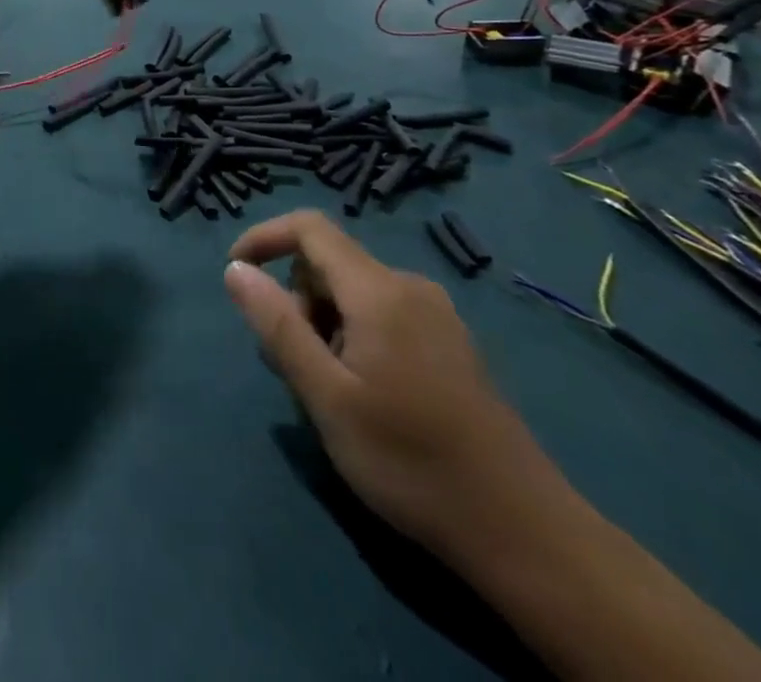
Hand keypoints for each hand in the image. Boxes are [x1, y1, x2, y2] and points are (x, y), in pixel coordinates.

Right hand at [224, 212, 568, 559]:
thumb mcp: (327, 396)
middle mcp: (409, 287)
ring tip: (328, 390)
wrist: (525, 533)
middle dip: (296, 300)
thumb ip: (278, 326)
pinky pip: (382, 314)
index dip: (264, 237)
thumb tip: (235, 269)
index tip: (236, 274)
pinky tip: (365, 394)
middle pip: (329, 263)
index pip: (309, 228)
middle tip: (292, 366)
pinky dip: (354, 335)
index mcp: (378, 290)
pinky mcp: (451, 343)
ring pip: (353, 292)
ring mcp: (437, 315)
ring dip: (324, 324)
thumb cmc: (410, 461)